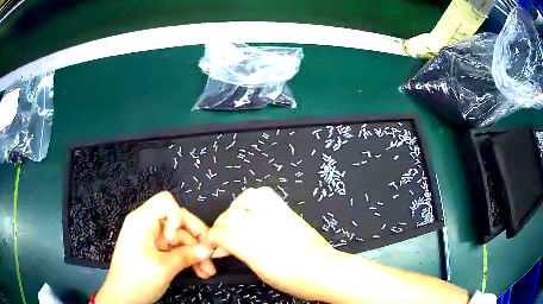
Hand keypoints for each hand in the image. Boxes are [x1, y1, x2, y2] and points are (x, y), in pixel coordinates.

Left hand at [96, 191, 215, 303]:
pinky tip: (201, 272)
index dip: (178, 216)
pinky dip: (189, 259)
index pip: (165, 202)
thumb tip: (209, 249)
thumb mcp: (163, 268)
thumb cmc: (137, 280)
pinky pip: (176, 250)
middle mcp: (147, 226)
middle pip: (177, 221)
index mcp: (142, 221)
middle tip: (212, 256)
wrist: (123, 299)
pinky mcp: (156, 252)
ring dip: (196, 253)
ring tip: (208, 271)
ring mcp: (152, 240)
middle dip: (196, 238)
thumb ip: (187, 256)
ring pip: (180, 238)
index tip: (179, 239)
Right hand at [208, 187, 340, 300]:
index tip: (212, 244)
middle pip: (233, 216)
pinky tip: (250, 211)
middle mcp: (271, 232)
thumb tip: (222, 246)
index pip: (226, 235)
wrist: (328, 271)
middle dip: (220, 224)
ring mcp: (282, 218)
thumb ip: (242, 255)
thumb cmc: (297, 281)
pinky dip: (250, 199)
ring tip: (234, 219)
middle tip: (221, 236)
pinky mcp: (290, 211)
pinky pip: (265, 195)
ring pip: (249, 198)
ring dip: (234, 207)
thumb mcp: (265, 275)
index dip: (213, 237)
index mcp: (263, 255)